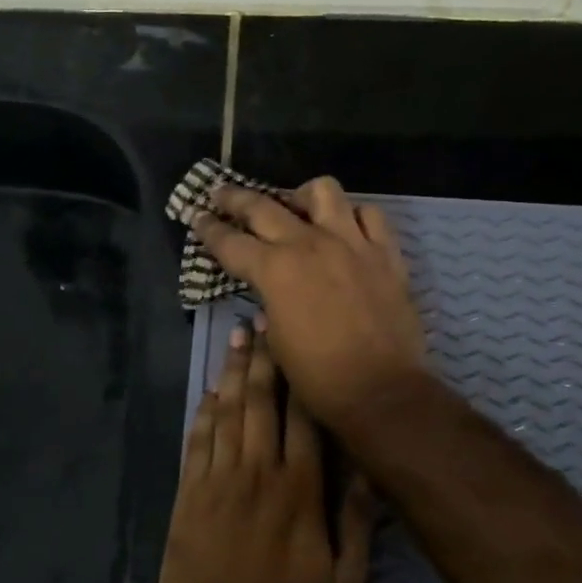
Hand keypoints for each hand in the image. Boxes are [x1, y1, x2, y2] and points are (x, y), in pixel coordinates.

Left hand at [157, 325, 374, 582]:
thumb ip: (357, 519)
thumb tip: (370, 464)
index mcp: (299, 491)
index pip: (302, 417)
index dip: (300, 375)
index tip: (298, 340)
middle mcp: (257, 474)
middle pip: (260, 403)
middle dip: (263, 360)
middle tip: (261, 322)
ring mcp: (217, 482)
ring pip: (227, 414)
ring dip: (232, 374)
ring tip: (236, 339)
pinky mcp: (188, 496)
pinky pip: (198, 441)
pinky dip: (204, 411)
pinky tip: (211, 390)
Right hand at [191, 177, 428, 434]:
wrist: (382, 391)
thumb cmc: (319, 377)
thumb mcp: (277, 341)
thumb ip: (270, 304)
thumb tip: (270, 294)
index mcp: (274, 270)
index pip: (229, 241)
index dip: (208, 228)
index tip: (196, 216)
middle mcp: (309, 244)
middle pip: (262, 206)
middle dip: (234, 198)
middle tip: (221, 194)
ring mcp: (351, 243)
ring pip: (323, 191)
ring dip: (301, 196)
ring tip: (296, 207)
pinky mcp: (385, 252)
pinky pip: (370, 214)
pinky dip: (353, 216)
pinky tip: (346, 228)